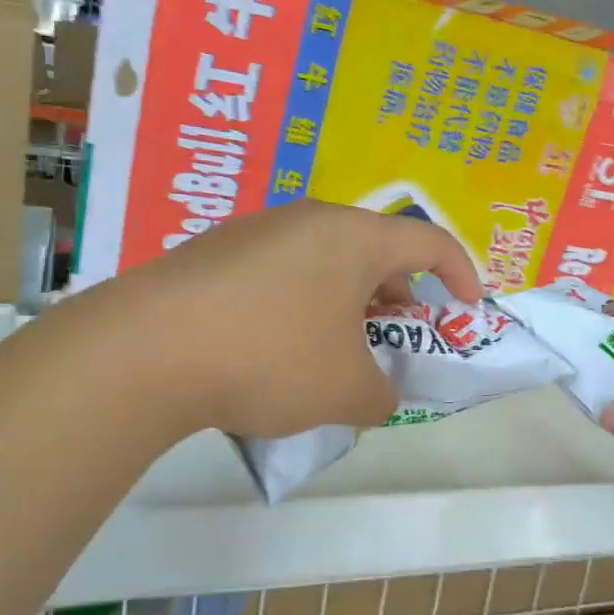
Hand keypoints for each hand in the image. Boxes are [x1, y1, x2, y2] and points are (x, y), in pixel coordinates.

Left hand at [99, 201, 483, 438]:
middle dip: (396, 298)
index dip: (461, 274)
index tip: (468, 310)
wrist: (145, 351)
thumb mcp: (345, 390)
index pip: (429, 240)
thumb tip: (378, 394)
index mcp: (353, 237)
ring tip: (335, 353)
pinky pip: (279, 274)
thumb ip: (382, 394)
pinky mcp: (213, 253)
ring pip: (322, 263)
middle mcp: (306, 220)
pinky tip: (275, 351)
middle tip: (395, 340)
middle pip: (373, 251)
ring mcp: (254, 232)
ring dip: (345, 305)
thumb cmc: (270, 358)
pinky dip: (299, 306)